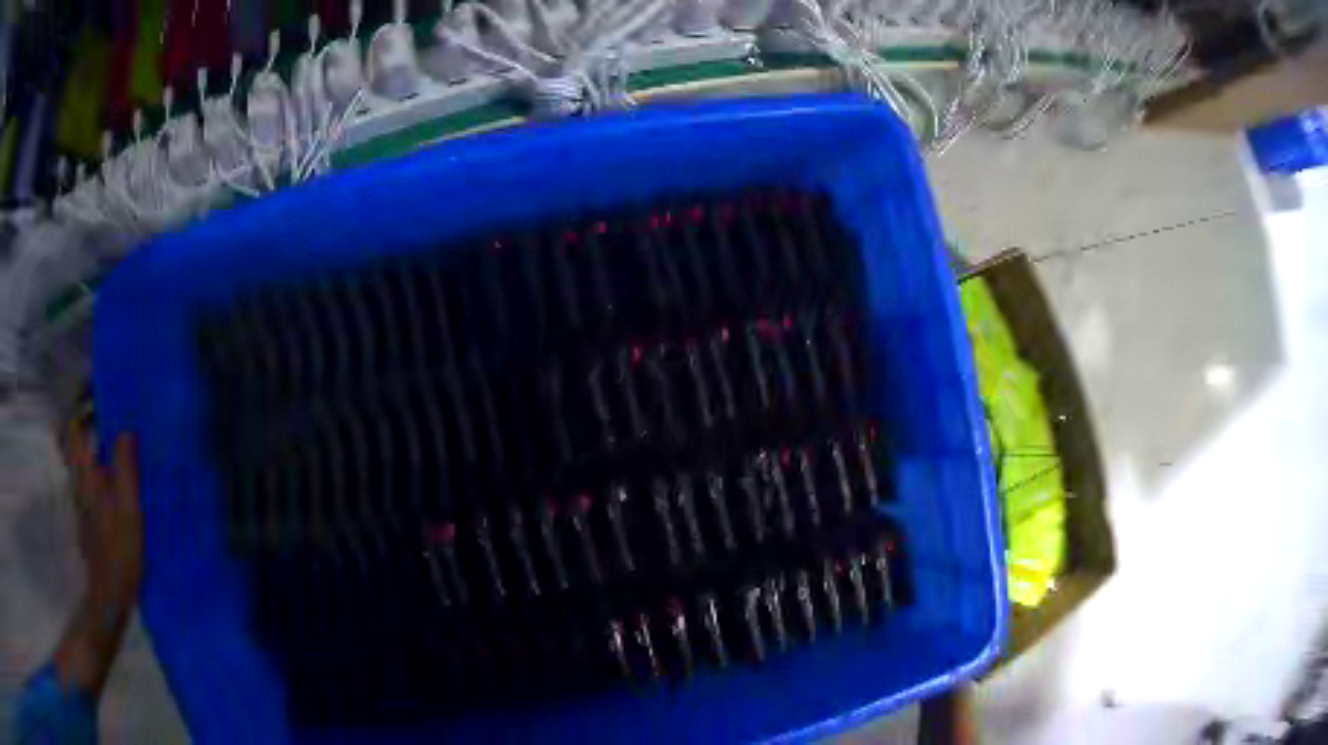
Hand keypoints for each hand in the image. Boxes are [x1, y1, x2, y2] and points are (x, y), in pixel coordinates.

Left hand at [66, 423, 142, 618]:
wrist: (109, 596)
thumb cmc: (120, 554)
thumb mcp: (130, 513)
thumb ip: (126, 470)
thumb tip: (127, 429)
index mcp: (88, 475)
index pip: (78, 427)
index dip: (87, 406)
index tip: (106, 393)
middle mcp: (81, 480)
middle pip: (80, 439)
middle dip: (94, 421)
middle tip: (117, 412)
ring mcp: (83, 498)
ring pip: (85, 459)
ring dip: (97, 444)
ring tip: (121, 440)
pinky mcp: (88, 513)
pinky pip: (91, 478)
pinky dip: (100, 467)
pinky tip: (118, 477)